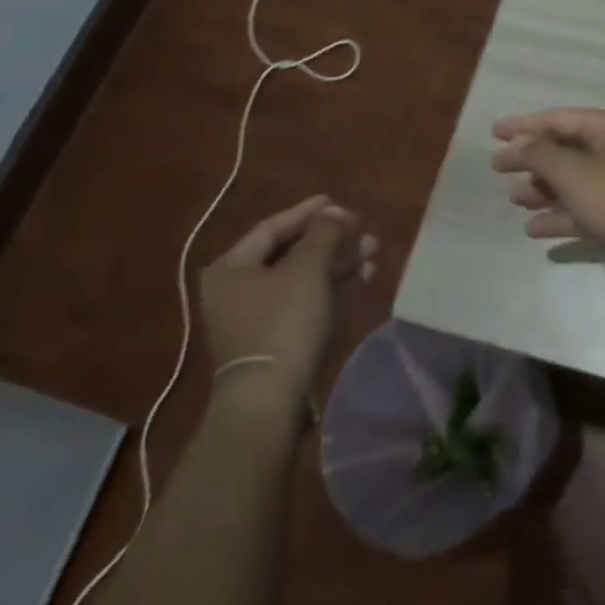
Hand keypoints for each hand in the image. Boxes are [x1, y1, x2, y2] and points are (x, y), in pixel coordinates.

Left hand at [199, 195, 377, 393]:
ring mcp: (253, 316)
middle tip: (364, 232)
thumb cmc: (283, 323)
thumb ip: (323, 233)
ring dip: (337, 263)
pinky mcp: (272, 338)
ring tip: (372, 254)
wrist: (270, 400)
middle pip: (290, 252)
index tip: (339, 203)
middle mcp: (235, 288)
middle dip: (331, 240)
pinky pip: (303, 300)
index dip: (308, 212)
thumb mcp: (307, 269)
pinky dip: (330, 287)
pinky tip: (361, 279)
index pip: (273, 227)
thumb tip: (334, 213)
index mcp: (231, 267)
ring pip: (301, 277)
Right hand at [491, 109, 604, 274]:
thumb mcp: (574, 173)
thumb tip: (515, 144)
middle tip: (498, 168)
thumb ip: (539, 154)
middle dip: (532, 160)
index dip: (525, 125)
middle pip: (564, 150)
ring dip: (543, 189)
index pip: (559, 119)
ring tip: (514, 200)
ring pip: (572, 182)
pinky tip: (534, 230)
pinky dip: (559, 216)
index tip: (494, 132)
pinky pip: (582, 210)